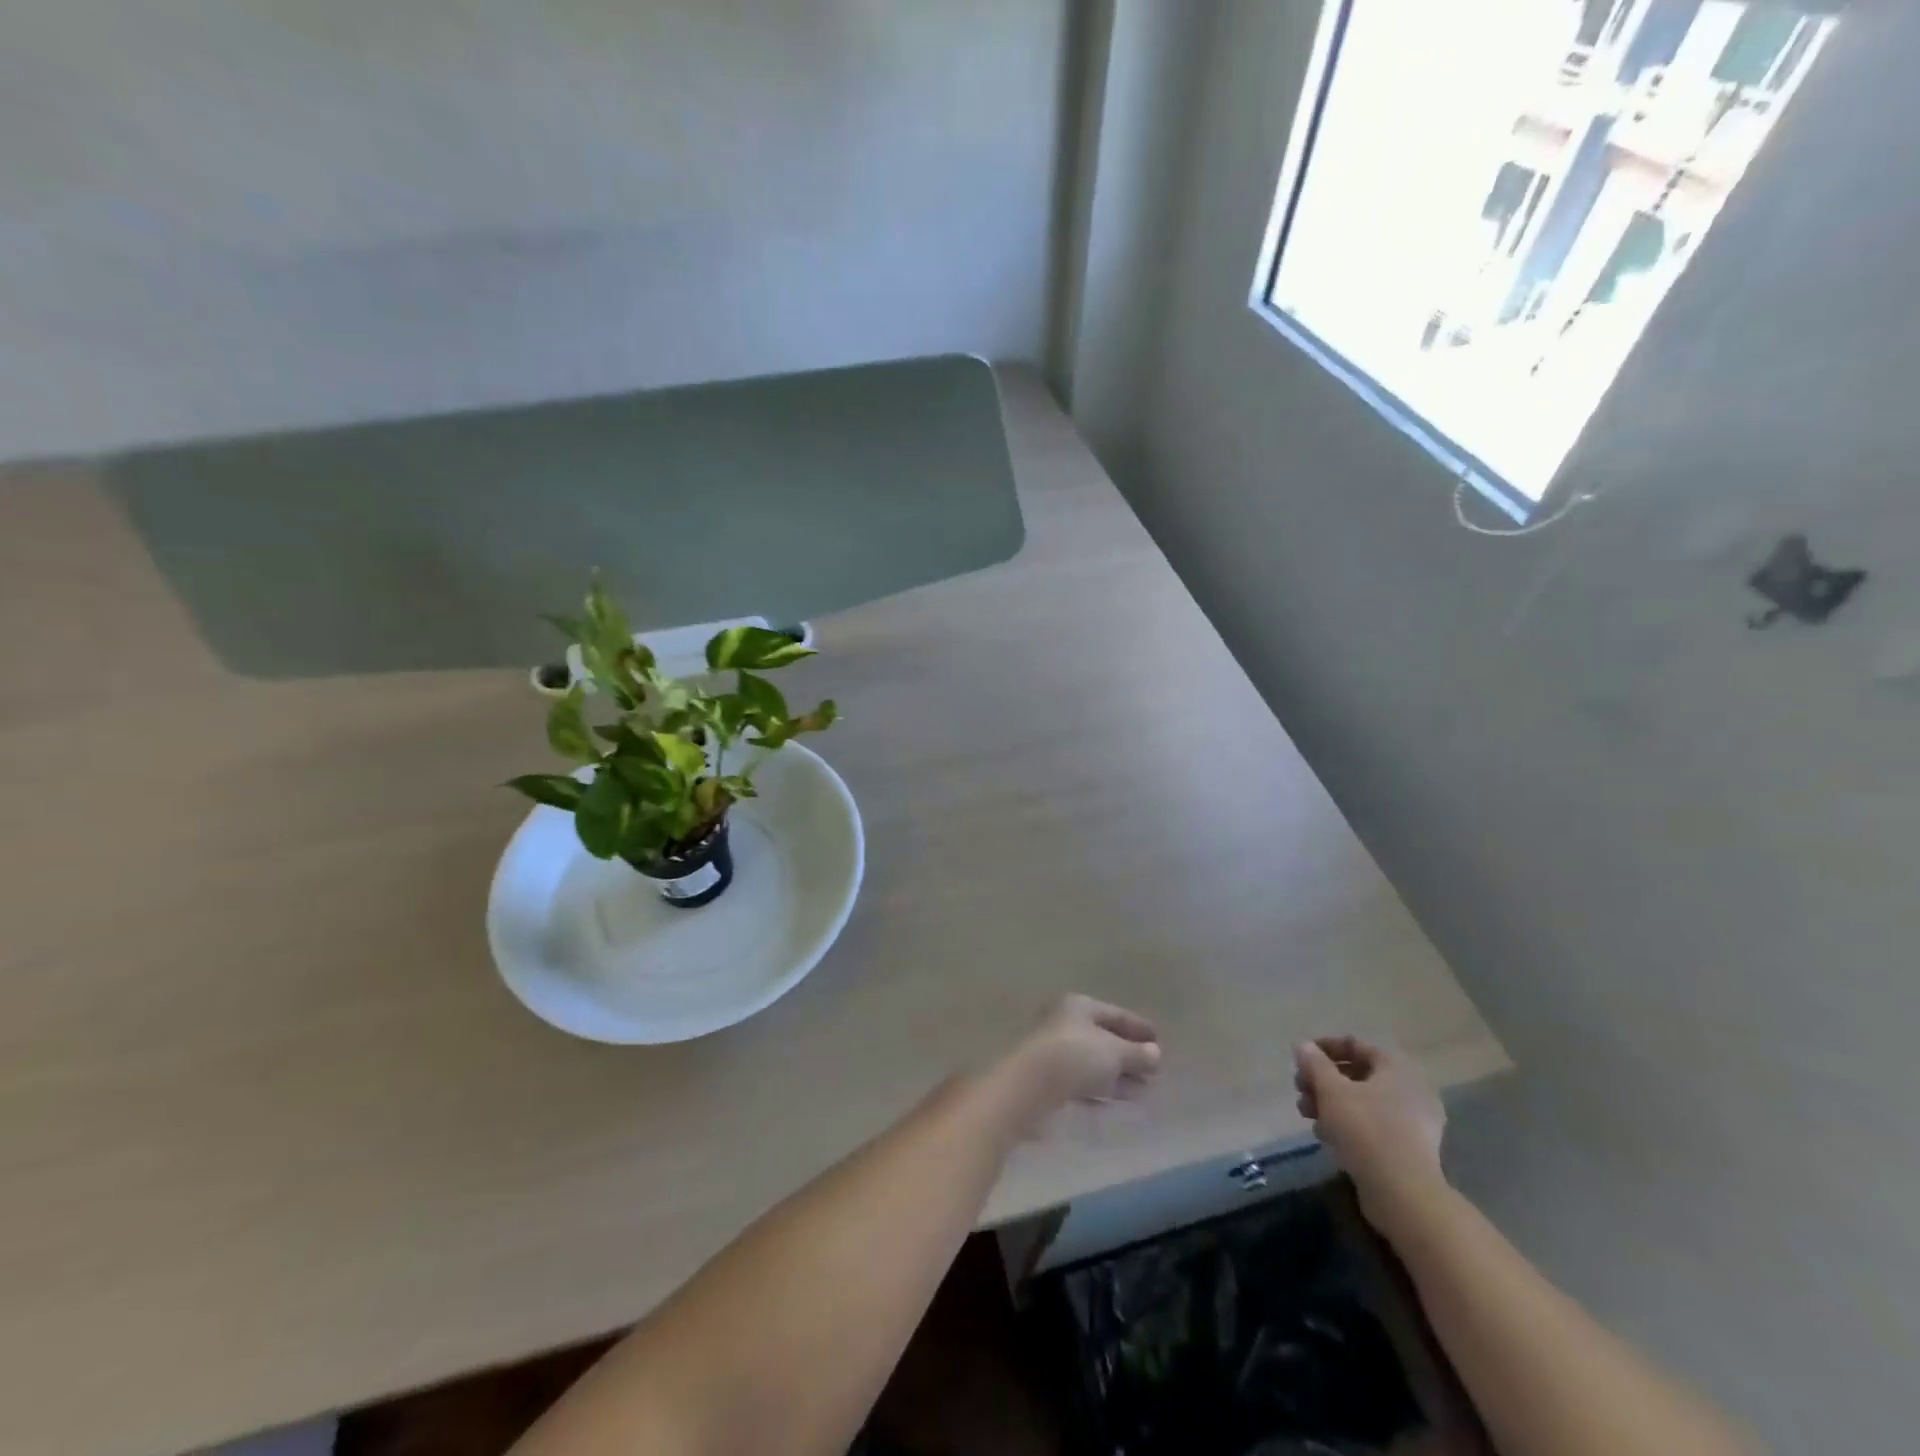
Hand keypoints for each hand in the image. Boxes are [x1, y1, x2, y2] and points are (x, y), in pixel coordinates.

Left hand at [1006, 994, 1161, 1111]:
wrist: (1029, 1087)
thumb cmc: (1075, 1057)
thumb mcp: (1114, 1052)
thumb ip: (1137, 1053)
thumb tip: (1155, 1053)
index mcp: (1079, 1006)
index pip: (1115, 1013)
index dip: (1138, 1027)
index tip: (1159, 1039)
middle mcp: (1064, 1023)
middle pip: (1104, 1037)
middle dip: (1129, 1055)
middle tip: (1154, 1070)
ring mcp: (1054, 1052)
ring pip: (1093, 1062)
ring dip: (1118, 1076)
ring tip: (1144, 1091)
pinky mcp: (1048, 1080)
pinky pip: (1082, 1082)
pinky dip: (1101, 1090)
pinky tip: (1116, 1102)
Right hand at [1294, 1036, 1447, 1232]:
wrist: (1404, 1195)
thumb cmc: (1366, 1130)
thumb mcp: (1331, 1090)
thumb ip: (1314, 1064)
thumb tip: (1303, 1046)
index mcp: (1397, 1068)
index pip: (1355, 1045)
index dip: (1324, 1048)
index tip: (1300, 1059)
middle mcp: (1411, 1089)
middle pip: (1358, 1074)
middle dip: (1324, 1081)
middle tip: (1300, 1090)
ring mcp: (1414, 1122)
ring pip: (1364, 1102)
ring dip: (1332, 1104)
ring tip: (1307, 1116)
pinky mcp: (1410, 1149)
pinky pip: (1374, 1125)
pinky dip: (1349, 1125)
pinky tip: (1327, 1136)